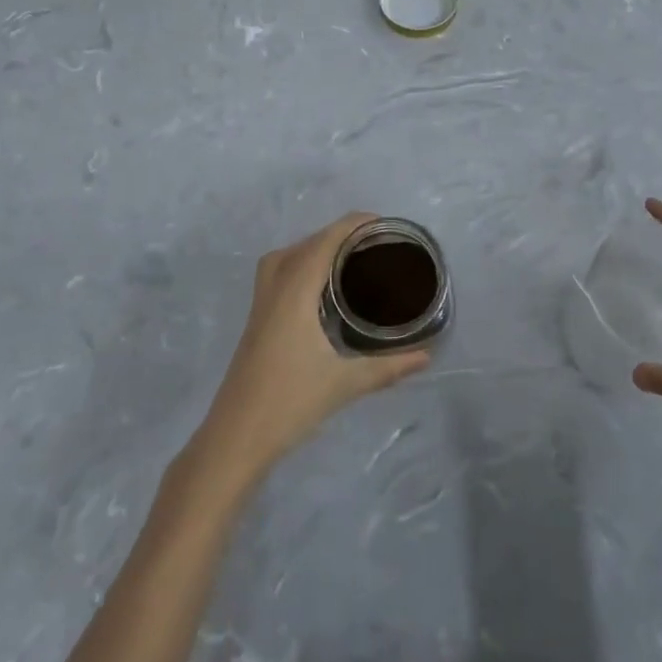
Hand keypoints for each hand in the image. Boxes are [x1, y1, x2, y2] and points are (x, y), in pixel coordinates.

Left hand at [200, 214, 429, 478]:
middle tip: (374, 244)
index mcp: (295, 292)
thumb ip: (388, 367)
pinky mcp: (256, 320)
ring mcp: (261, 304)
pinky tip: (321, 289)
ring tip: (348, 259)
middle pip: (306, 243)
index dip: (353, 224)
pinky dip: (301, 265)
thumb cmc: (289, 403)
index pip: (325, 241)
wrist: (235, 438)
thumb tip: (427, 356)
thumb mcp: (344, 384)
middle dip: (338, 234)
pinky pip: (279, 272)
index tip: (383, 224)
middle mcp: (275, 288)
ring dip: (315, 247)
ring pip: (286, 256)